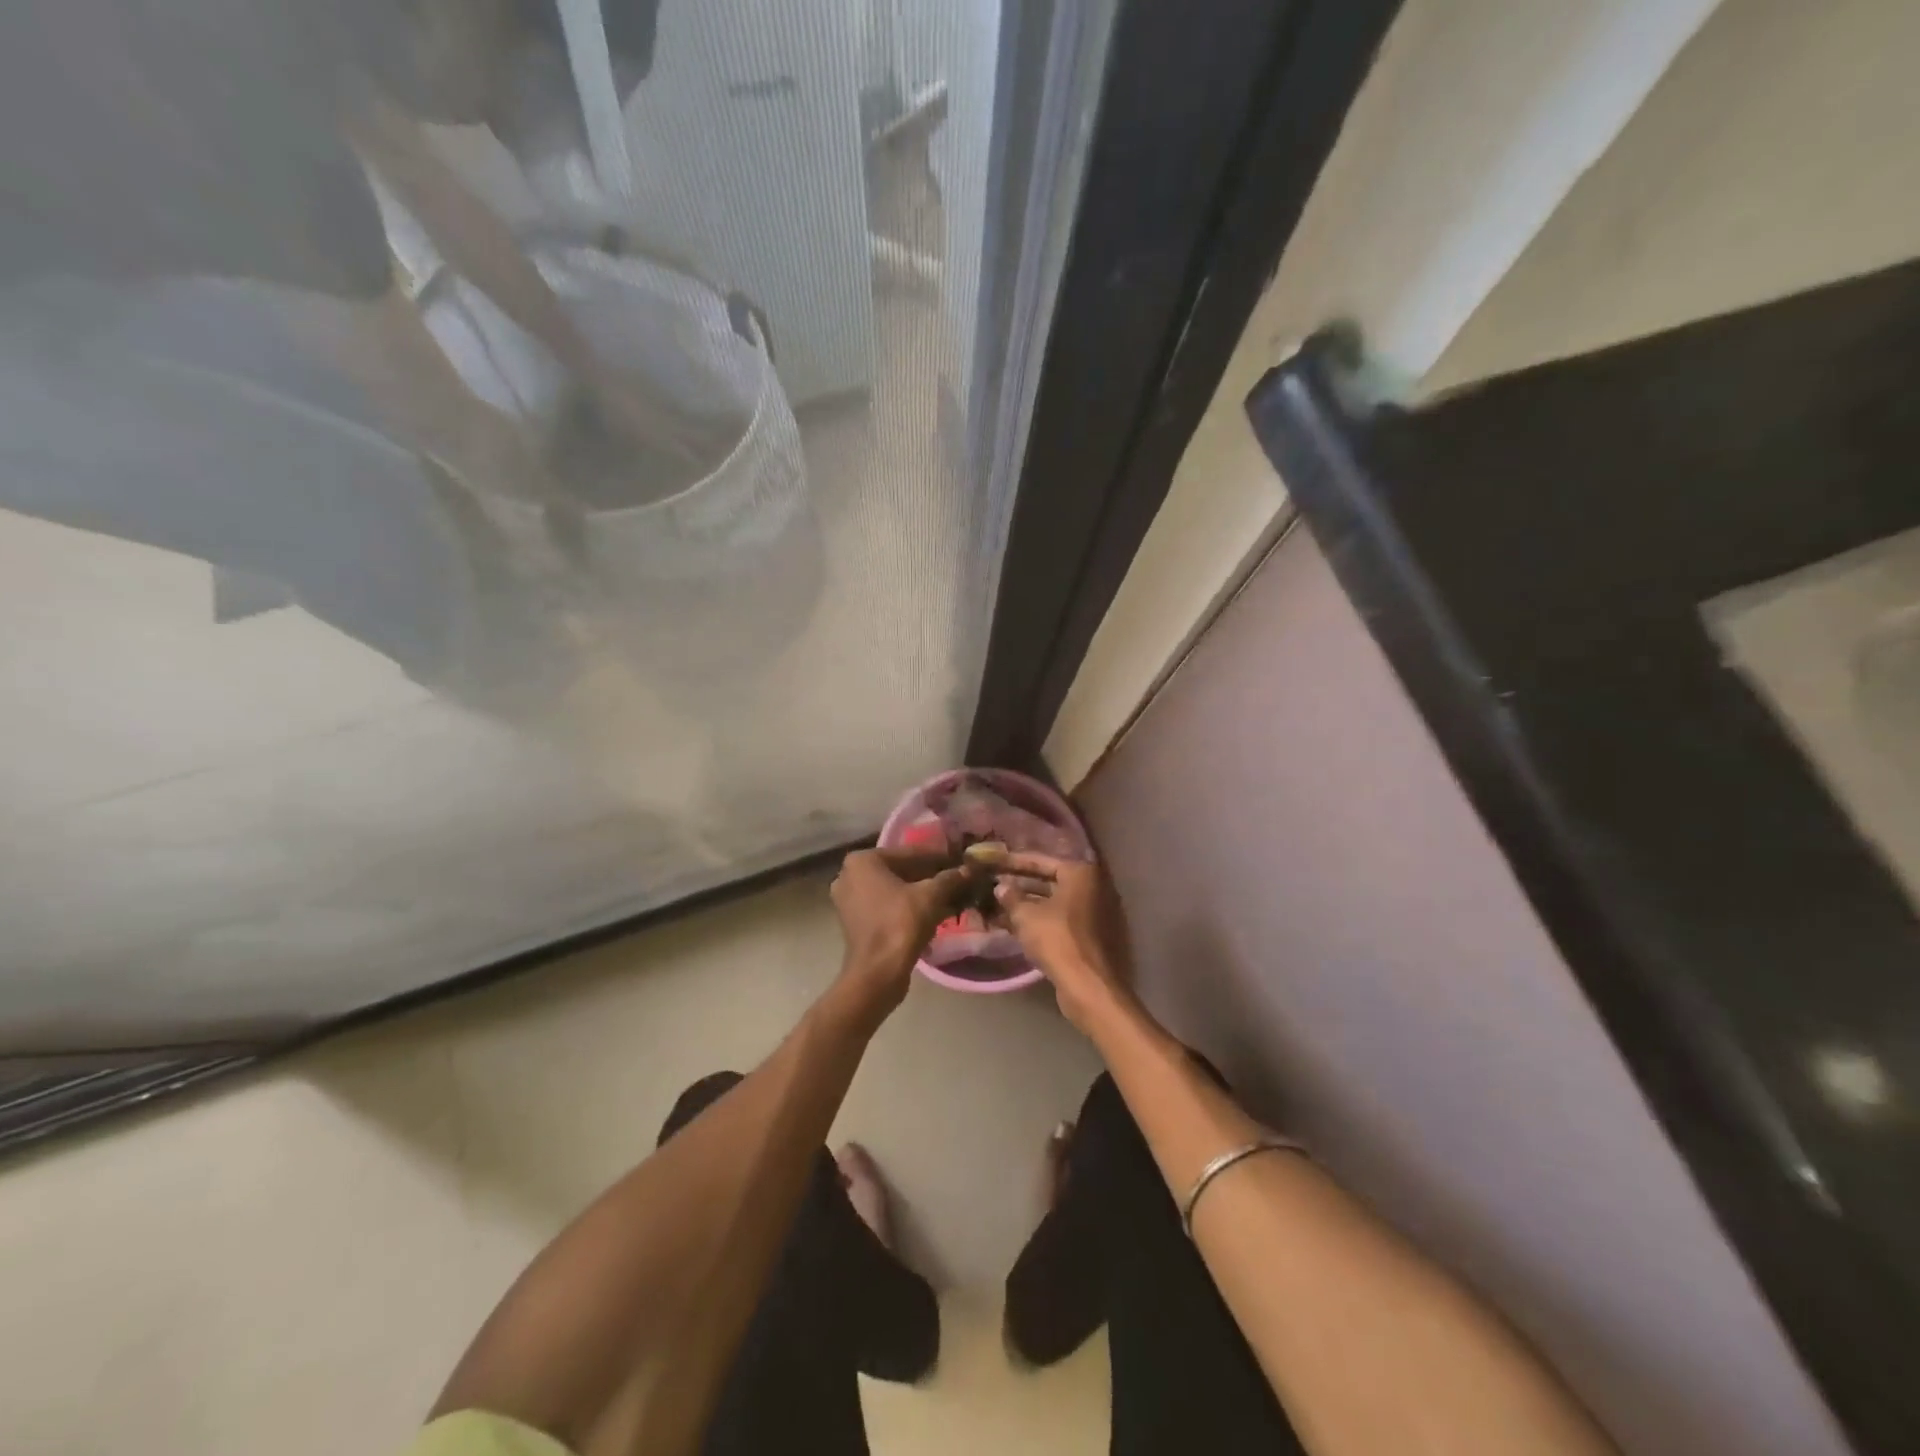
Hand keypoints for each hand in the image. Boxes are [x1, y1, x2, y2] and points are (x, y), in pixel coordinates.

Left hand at [829, 848, 973, 1024]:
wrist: (877, 973)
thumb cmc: (900, 924)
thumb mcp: (931, 896)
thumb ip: (950, 878)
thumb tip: (969, 869)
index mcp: (862, 861)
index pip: (909, 853)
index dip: (938, 858)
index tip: (960, 861)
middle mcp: (849, 875)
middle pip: (900, 871)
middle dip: (930, 877)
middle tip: (958, 880)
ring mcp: (849, 901)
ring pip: (894, 890)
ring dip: (921, 894)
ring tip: (951, 897)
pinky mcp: (855, 922)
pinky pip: (887, 906)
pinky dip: (908, 908)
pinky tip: (935, 913)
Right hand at [990, 853, 1133, 1032]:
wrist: (1089, 985)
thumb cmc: (1057, 939)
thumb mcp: (1026, 916)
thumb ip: (1012, 897)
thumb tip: (1001, 887)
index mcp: (1081, 874)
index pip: (1042, 861)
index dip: (1015, 862)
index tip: (995, 863)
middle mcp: (1093, 888)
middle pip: (1050, 881)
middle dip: (1021, 885)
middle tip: (995, 885)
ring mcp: (1096, 913)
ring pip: (1055, 903)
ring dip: (1029, 905)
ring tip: (999, 907)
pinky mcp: (1093, 936)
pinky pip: (1061, 920)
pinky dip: (1041, 921)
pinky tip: (1016, 927)